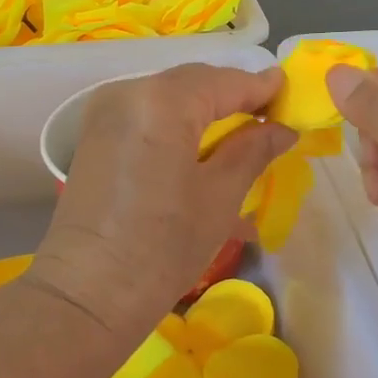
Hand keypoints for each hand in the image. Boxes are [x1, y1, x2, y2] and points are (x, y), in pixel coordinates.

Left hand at [33, 64, 295, 341]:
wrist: (84, 296)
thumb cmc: (162, 247)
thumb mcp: (219, 197)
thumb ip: (252, 150)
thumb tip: (282, 127)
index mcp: (163, 100)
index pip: (225, 81)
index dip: (263, 88)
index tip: (293, 95)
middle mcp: (129, 91)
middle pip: (195, 83)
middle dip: (234, 98)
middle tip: (271, 119)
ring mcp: (106, 112)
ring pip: (170, 97)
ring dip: (207, 111)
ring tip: (241, 136)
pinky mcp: (96, 135)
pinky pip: (148, 115)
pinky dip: (178, 125)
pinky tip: (202, 149)